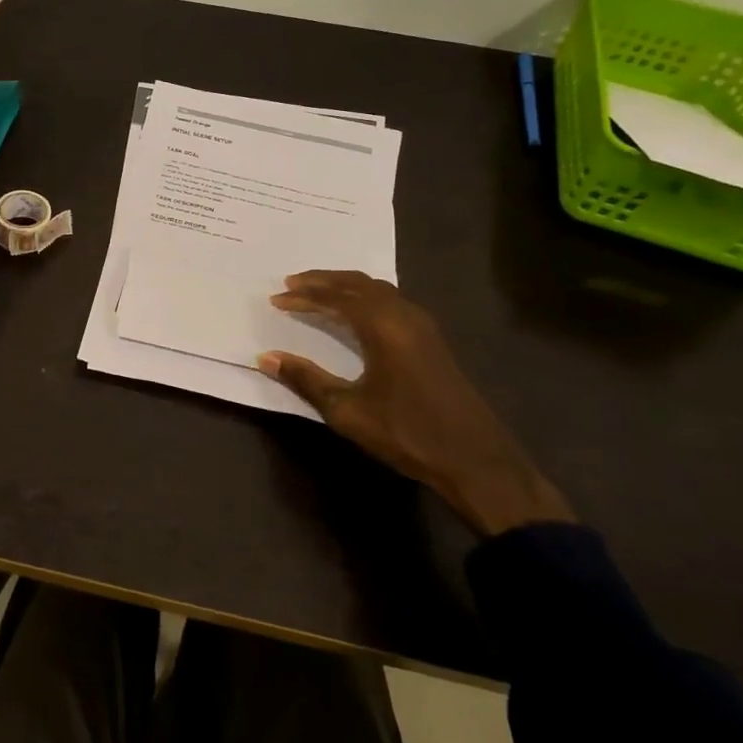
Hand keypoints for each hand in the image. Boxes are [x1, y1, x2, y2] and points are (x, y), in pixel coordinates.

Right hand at [256, 271, 573, 535]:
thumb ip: (305, 379)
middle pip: (358, 284)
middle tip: (292, 283)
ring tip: (318, 292)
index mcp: (383, 326)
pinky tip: (356, 314)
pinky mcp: (433, 341)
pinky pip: (392, 302)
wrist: (476, 461)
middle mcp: (404, 316)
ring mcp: (423, 327)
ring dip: (346, 287)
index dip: (304, 296)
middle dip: (323, 281)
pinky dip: (365, 298)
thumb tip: (265, 357)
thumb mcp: (347, 410)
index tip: (276, 299)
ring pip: (378, 290)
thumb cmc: (407, 433)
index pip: (336, 298)